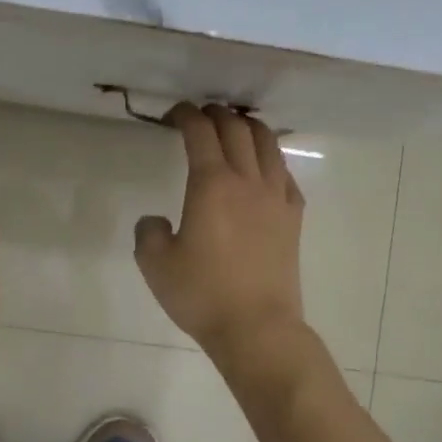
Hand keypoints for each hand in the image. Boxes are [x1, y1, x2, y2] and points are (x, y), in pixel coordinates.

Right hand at [134, 103, 306, 366]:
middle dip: (217, 114)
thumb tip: (156, 220)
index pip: (200, 133)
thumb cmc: (202, 295)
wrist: (256, 327)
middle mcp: (247, 181)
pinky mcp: (294, 217)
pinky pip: (285, 174)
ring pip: (267, 144)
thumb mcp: (155, 265)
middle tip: (201, 115)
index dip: (186, 115)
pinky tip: (263, 169)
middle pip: (236, 129)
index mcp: (211, 185)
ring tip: (235, 127)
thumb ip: (148, 232)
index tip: (174, 114)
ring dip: (248, 127)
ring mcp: (276, 197)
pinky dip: (271, 159)